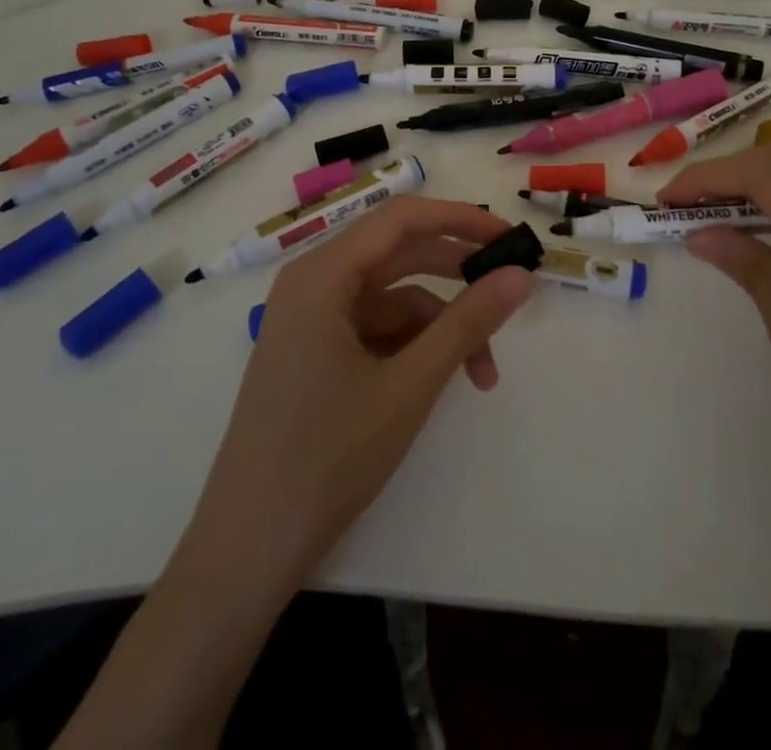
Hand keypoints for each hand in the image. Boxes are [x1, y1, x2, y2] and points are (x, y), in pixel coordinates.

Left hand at [183, 196, 535, 592]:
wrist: (248, 550)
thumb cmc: (326, 457)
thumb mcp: (410, 385)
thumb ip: (469, 322)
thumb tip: (522, 276)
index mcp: (322, 274)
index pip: (401, 218)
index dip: (460, 219)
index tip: (510, 240)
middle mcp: (313, 284)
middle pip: (398, 255)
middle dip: (457, 274)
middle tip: (510, 290)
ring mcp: (311, 321)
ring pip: (393, 299)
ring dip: (441, 326)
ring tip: (482, 373)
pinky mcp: (314, 354)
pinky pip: (376, 330)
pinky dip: (414, 348)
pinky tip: (442, 382)